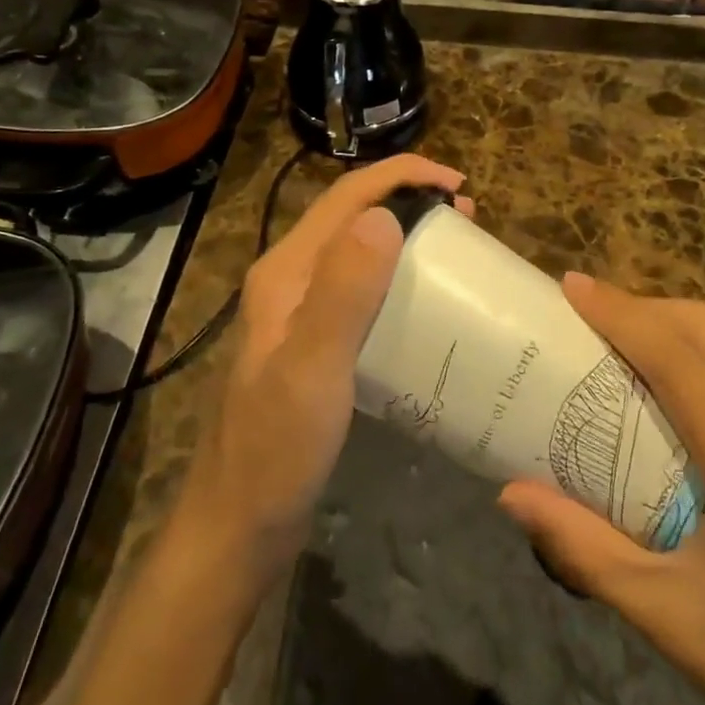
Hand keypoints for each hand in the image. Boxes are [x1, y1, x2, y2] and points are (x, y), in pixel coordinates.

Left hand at [181, 154, 468, 580]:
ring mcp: (299, 313)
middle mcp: (290, 280)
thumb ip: (343, 291)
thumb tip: (384, 214)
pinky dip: (397, 277)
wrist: (237, 528)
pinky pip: (361, 290)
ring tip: (455, 250)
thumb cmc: (275, 450)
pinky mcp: (314, 343)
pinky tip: (424, 303)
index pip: (345, 197)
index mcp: (286, 271)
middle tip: (467, 218)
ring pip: (357, 251)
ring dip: (405, 236)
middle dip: (409, 200)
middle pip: (352, 217)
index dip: (401, 176)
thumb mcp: (313, 368)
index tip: (458, 184)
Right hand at [497, 275, 704, 704]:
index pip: (680, 360)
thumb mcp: (664, 614)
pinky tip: (661, 374)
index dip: (622, 314)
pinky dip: (693, 346)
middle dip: (643, 306)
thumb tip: (509, 492)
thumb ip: (583, 547)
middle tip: (584, 312)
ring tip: (614, 332)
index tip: (570, 287)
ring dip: (669, 321)